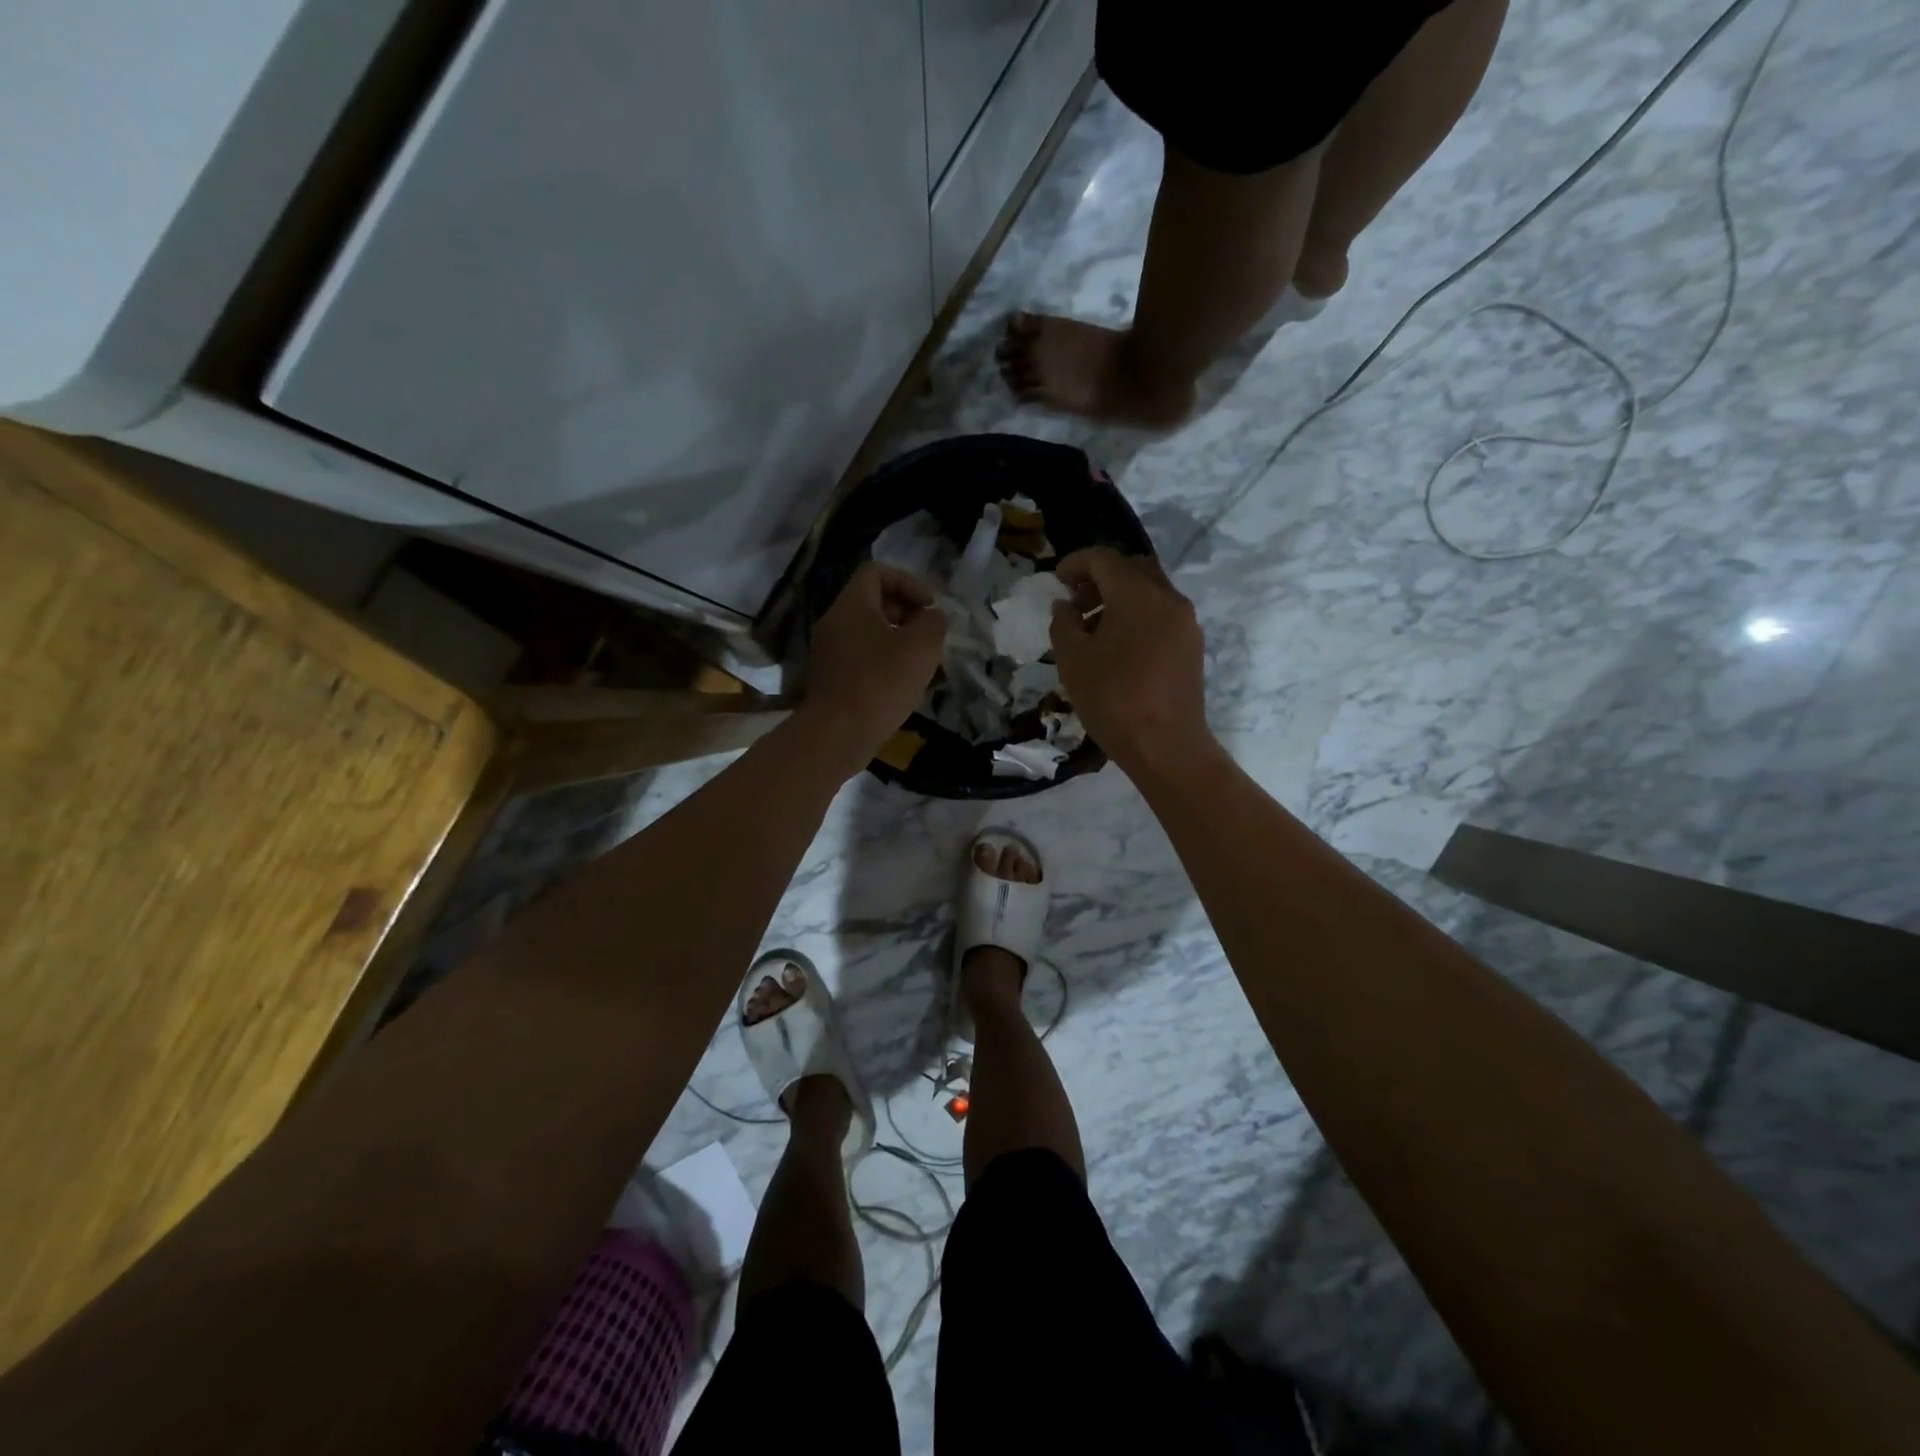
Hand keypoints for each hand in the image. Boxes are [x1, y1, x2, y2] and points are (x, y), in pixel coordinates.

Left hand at [803, 560, 946, 760]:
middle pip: (872, 602)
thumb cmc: (881, 683)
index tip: (929, 607)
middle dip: (905, 612)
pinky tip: (902, 685)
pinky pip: (861, 657)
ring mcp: (829, 652)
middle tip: (928, 635)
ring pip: (868, 632)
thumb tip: (932, 616)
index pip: (877, 572)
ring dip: (897, 640)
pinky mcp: (830, 678)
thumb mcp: (921, 647)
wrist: (838, 734)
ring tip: (921, 662)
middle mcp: (834, 622)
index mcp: (851, 606)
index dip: (908, 582)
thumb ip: (933, 623)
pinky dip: (883, 662)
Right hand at [1049, 547, 1212, 775]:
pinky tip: (1117, 644)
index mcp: (1138, 595)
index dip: (1076, 563)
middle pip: (1132, 569)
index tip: (1056, 578)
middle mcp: (1169, 598)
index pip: (1104, 560)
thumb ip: (1064, 624)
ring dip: (1119, 596)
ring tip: (1092, 626)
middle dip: (1100, 577)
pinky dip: (1137, 614)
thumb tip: (1066, 606)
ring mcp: (1186, 622)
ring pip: (1150, 591)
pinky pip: (1162, 613)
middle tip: (1075, 599)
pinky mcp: (1192, 645)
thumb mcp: (1073, 660)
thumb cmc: (1113, 700)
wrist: (1166, 746)